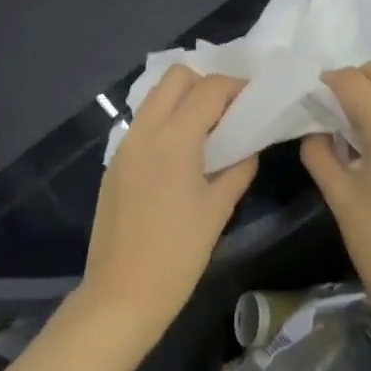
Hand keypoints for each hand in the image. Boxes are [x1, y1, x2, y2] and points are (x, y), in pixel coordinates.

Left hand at [79, 67, 258, 340]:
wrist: (121, 294)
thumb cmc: (178, 255)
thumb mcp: (218, 211)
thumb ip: (238, 170)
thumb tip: (248, 147)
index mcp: (173, 139)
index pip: (209, 89)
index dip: (236, 87)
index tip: (255, 100)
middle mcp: (144, 130)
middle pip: (176, 77)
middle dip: (206, 84)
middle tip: (229, 112)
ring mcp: (124, 144)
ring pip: (156, 97)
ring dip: (184, 100)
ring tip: (208, 130)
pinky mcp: (114, 162)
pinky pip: (143, 123)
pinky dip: (166, 121)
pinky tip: (182, 154)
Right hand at [299, 62, 370, 335]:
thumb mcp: (339, 197)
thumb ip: (319, 153)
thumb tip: (313, 129)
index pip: (353, 81)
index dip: (325, 81)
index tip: (303, 97)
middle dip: (350, 79)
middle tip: (323, 106)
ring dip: (369, 95)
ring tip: (340, 124)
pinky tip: (363, 142)